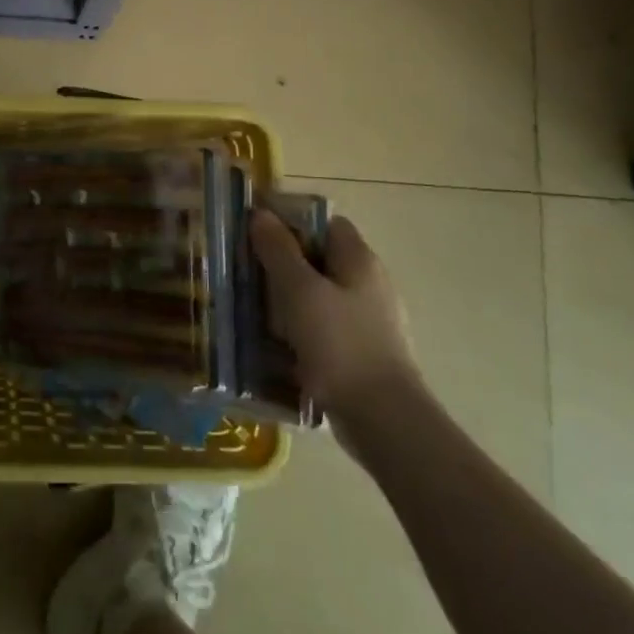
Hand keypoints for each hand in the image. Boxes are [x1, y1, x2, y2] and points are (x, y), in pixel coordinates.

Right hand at [251, 210, 418, 429]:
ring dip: (290, 301)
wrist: (384, 420)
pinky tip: (279, 345)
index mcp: (360, 259)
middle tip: (248, 273)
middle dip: (285, 264)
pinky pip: (326, 329)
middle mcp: (370, 283)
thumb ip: (278, 250)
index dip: (292, 222)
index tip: (257, 234)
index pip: (325, 223)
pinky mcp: (364, 353)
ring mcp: (371, 321)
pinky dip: (303, 331)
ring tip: (255, 310)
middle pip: (321, 259)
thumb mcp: (299, 291)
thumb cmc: (340, 344)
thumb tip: (261, 214)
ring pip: (321, 296)